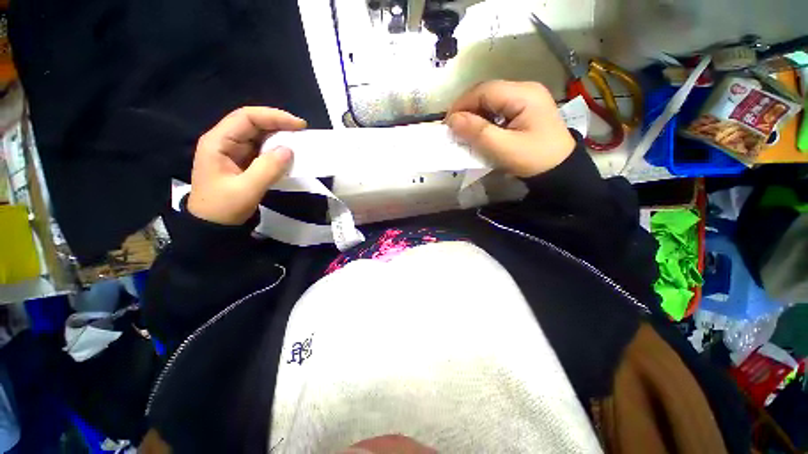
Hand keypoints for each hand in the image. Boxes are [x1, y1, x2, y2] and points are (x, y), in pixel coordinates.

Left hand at [187, 107, 305, 224]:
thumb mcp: (247, 189)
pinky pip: (261, 149)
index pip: (246, 117)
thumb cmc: (223, 208)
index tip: (299, 125)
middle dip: (278, 124)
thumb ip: (268, 168)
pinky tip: (288, 154)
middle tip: (302, 132)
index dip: (274, 117)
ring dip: (279, 137)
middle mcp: (224, 141)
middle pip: (252, 123)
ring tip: (299, 142)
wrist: (212, 226)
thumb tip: (289, 150)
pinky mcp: (241, 161)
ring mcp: (233, 151)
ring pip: (258, 135)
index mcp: (218, 142)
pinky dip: (276, 150)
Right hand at [446, 80, 575, 177]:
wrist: (559, 170)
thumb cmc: (533, 159)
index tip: (448, 124)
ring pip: (491, 100)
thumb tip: (452, 120)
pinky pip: (498, 109)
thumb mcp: (502, 148)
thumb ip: (477, 132)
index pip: (484, 90)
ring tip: (464, 131)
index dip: (462, 104)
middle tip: (454, 129)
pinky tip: (479, 131)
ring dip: (474, 114)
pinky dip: (484, 119)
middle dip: (467, 109)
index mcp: (523, 94)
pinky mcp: (525, 109)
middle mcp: (525, 89)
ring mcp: (527, 98)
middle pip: (487, 92)